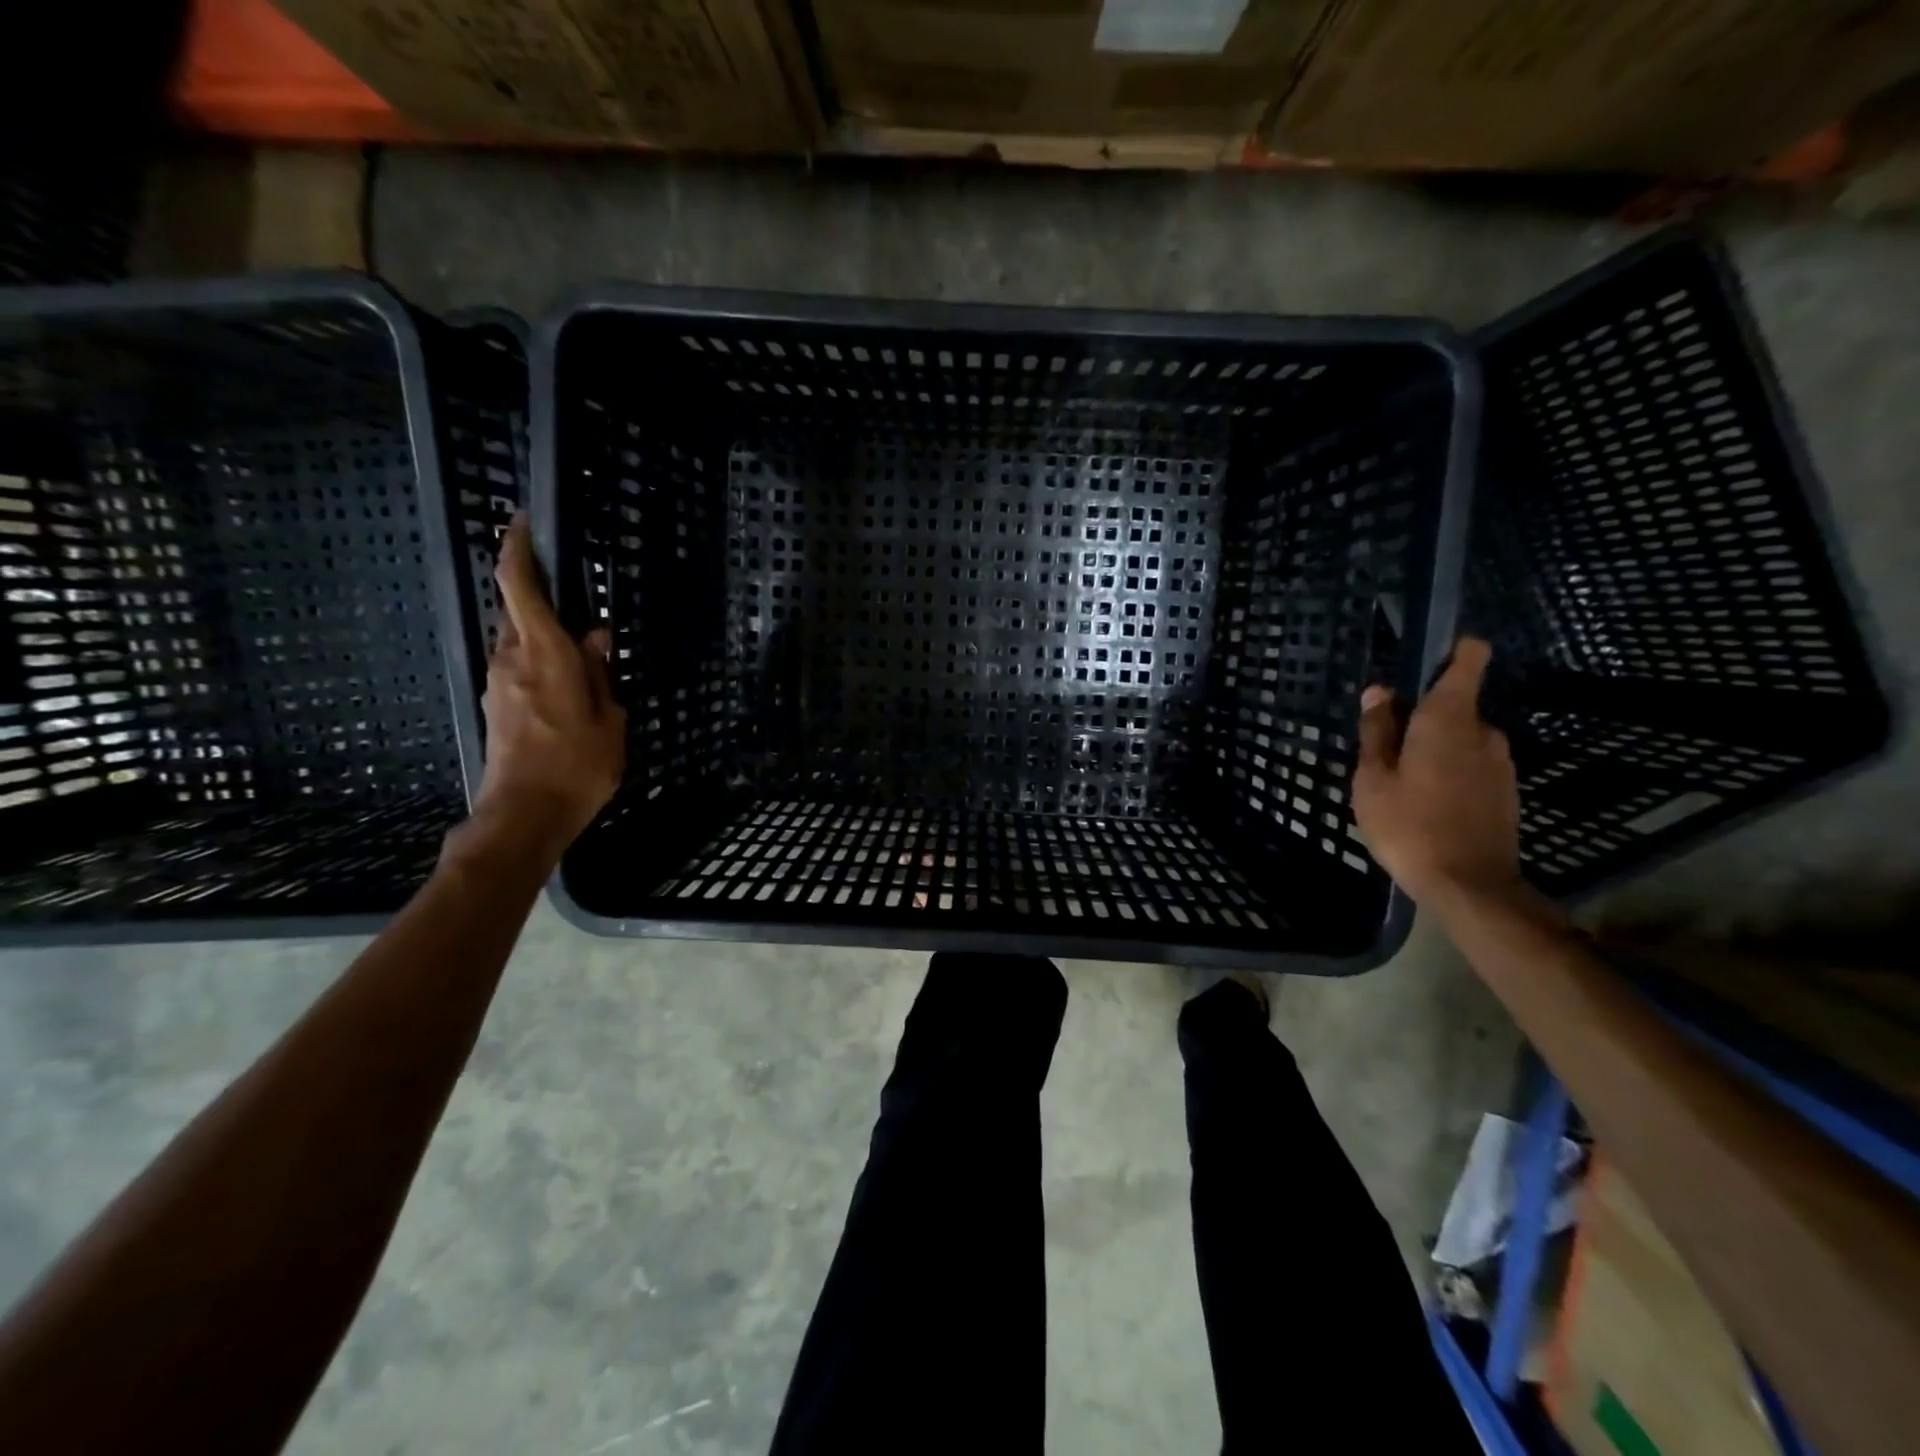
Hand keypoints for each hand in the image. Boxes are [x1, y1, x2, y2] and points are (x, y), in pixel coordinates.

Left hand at [471, 513, 625, 850]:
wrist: (525, 815)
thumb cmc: (578, 765)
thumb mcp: (609, 718)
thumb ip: (600, 673)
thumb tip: (595, 637)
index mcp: (545, 654)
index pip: (519, 586)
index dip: (516, 549)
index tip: (521, 524)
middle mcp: (513, 659)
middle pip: (519, 612)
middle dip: (542, 600)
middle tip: (581, 611)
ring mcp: (499, 683)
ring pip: (520, 642)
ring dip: (545, 638)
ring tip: (584, 660)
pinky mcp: (496, 706)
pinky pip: (519, 668)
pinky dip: (541, 665)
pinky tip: (568, 690)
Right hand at [1352, 636, 1520, 906]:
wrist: (1469, 885)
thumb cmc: (1409, 825)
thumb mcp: (1373, 779)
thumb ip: (1376, 732)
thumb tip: (1379, 691)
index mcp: (1446, 720)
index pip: (1467, 661)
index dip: (1451, 650)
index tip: (1426, 658)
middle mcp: (1483, 731)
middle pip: (1451, 706)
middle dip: (1420, 720)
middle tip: (1385, 754)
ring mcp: (1500, 762)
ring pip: (1460, 739)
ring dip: (1433, 750)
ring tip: (1401, 785)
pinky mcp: (1506, 789)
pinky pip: (1471, 765)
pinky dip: (1448, 773)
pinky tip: (1426, 805)